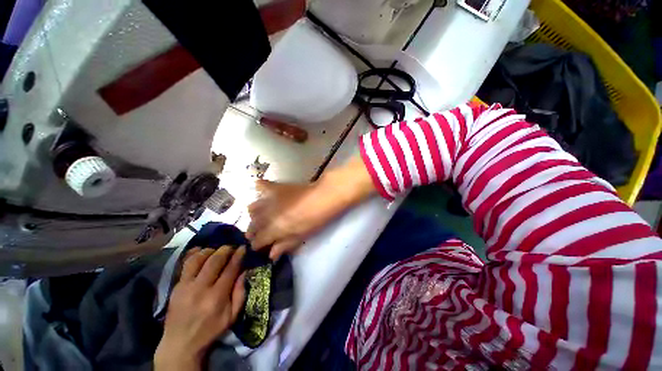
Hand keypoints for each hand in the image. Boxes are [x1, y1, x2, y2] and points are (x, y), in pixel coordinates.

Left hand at [154, 246, 245, 370]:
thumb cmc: (211, 330)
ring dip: (210, 250)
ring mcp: (185, 286)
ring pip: (198, 259)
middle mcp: (201, 289)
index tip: (243, 248)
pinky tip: (200, 250)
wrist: (180, 344)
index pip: (230, 269)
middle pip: (215, 261)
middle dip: (225, 250)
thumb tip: (245, 271)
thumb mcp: (232, 316)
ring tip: (216, 250)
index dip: (238, 256)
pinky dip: (193, 254)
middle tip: (231, 247)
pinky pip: (185, 265)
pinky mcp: (176, 287)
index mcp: (217, 297)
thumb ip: (240, 293)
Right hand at [246, 156, 376, 259]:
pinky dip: (260, 190)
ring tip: (263, 217)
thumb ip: (285, 245)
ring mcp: (270, 199)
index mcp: (275, 229)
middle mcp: (267, 215)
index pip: (257, 241)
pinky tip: (265, 194)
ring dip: (255, 215)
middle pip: (252, 225)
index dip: (257, 245)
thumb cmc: (316, 219)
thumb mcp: (302, 235)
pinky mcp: (275, 187)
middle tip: (262, 233)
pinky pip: (260, 186)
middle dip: (254, 232)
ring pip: (252, 208)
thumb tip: (271, 255)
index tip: (260, 246)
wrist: (324, 196)